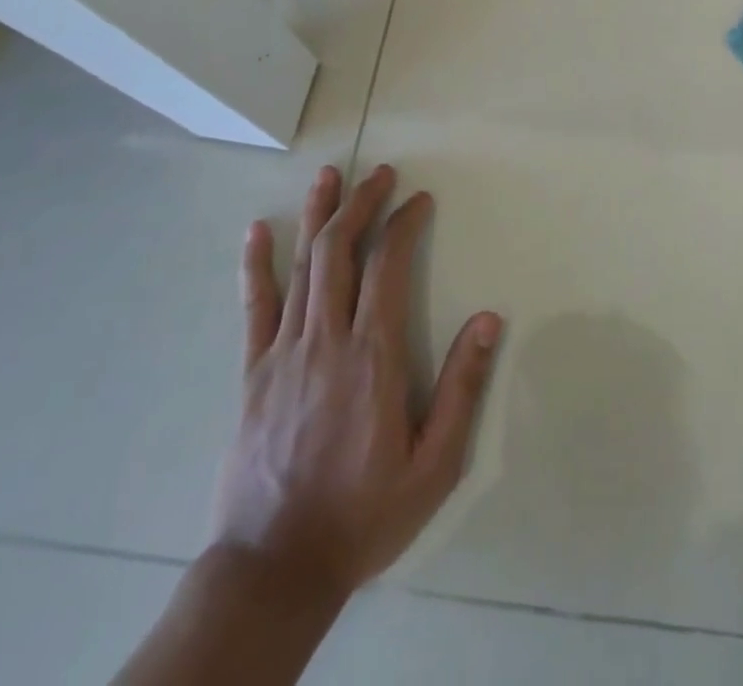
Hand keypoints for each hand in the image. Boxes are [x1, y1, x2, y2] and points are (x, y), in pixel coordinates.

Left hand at [214, 165, 502, 601]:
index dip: (403, 223)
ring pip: (300, 266)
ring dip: (316, 215)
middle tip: (380, 173)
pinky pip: (254, 307)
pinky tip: (257, 230)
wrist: (275, 569)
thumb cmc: (364, 514)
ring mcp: (283, 353)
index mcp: (372, 356)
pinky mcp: (252, 373)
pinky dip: (255, 264)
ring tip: (329, 175)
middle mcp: (326, 340)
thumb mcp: (434, 464)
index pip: (387, 266)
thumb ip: (462, 388)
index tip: (419, 200)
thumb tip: (489, 319)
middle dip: (361, 203)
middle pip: (340, 251)